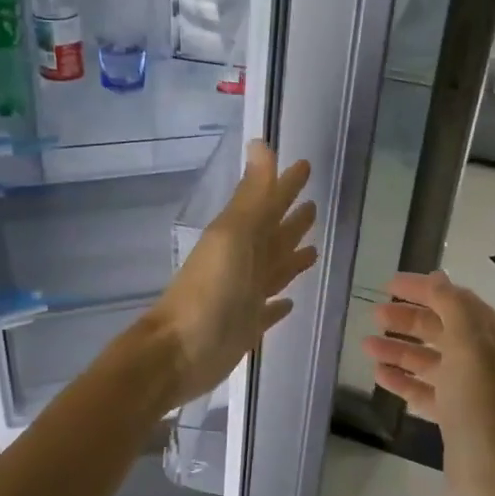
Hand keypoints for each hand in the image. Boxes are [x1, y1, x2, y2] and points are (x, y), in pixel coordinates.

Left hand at [145, 141, 316, 406]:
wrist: (180, 352)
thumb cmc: (209, 292)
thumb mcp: (233, 237)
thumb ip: (252, 196)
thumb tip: (261, 143)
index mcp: (239, 237)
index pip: (269, 204)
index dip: (285, 185)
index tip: (305, 166)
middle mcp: (243, 262)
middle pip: (273, 235)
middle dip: (291, 220)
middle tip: (314, 205)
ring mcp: (245, 295)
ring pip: (274, 269)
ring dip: (291, 257)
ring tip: (314, 248)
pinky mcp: (247, 326)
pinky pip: (268, 310)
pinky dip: (278, 305)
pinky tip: (289, 302)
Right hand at [363, 270, 494, 495]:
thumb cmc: (485, 409)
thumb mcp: (470, 349)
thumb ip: (452, 308)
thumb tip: (437, 278)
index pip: (460, 303)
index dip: (426, 291)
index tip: (390, 285)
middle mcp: (491, 363)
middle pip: (445, 331)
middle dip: (410, 320)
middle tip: (375, 315)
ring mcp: (475, 393)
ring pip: (433, 362)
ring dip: (401, 350)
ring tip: (367, 345)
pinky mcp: (458, 420)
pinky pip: (427, 391)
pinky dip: (405, 381)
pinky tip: (380, 375)